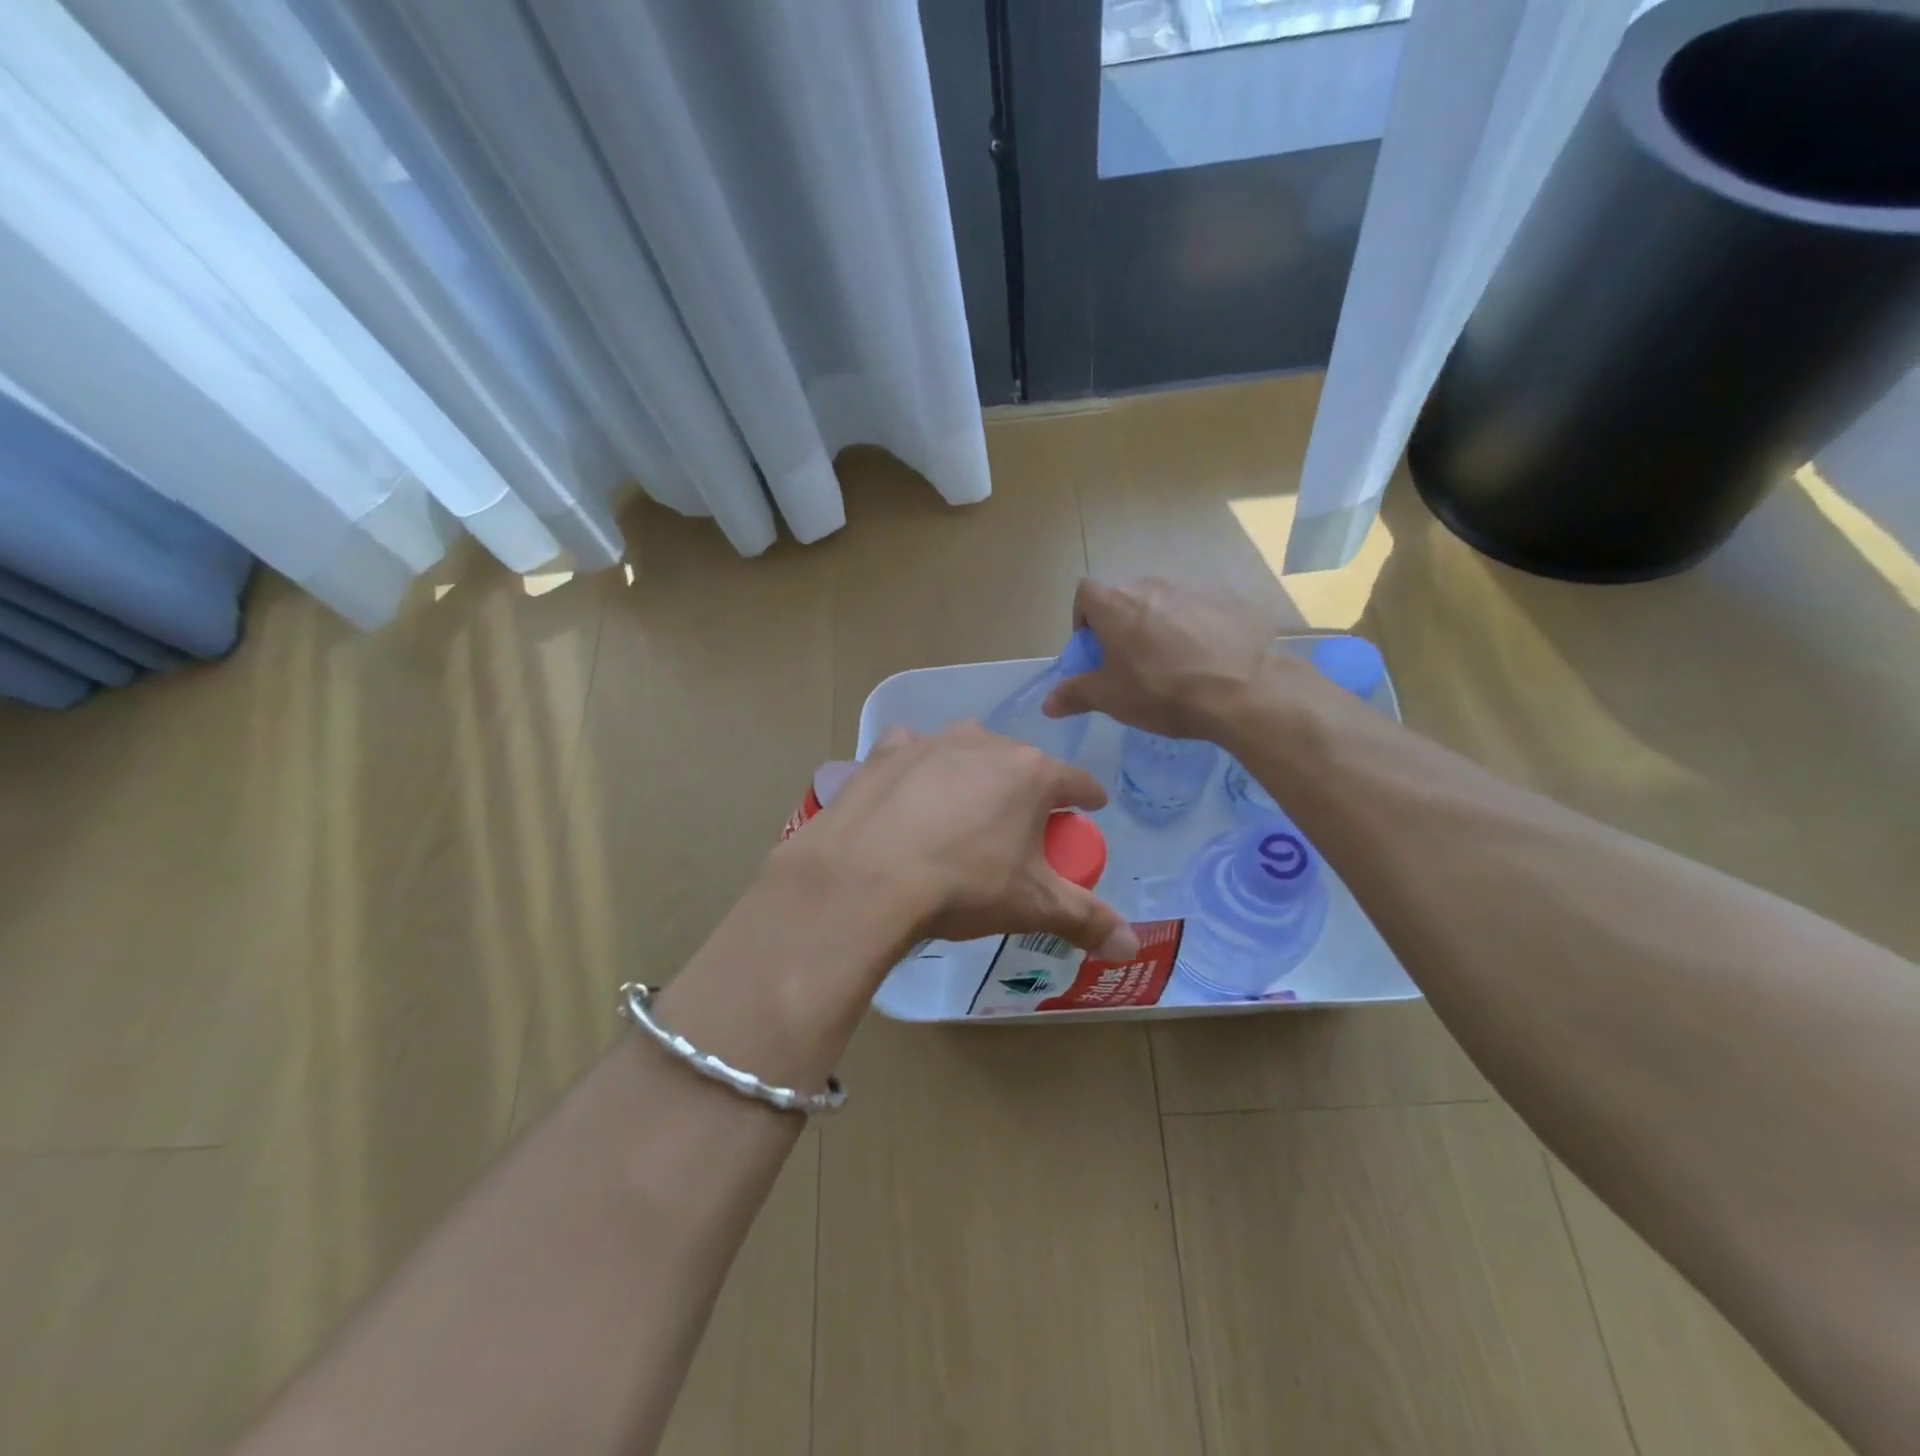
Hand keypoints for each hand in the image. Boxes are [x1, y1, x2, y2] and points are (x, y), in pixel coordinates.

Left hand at [780, 724, 1138, 962]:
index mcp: (1031, 774)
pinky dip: (919, 764)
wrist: (867, 877)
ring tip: (967, 805)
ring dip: (976, 770)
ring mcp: (932, 743)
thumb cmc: (962, 885)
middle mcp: (986, 744)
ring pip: (968, 749)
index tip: (1092, 806)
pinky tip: (912, 788)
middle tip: (1022, 824)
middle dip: (1028, 788)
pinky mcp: (887, 752)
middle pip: (1021, 763)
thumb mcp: (1031, 905)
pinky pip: (913, 749)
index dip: (1088, 796)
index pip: (1076, 781)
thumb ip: (1086, 920)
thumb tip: (1131, 945)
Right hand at [1042, 577, 1280, 740]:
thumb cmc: (1163, 691)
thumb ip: (1075, 694)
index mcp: (1116, 603)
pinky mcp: (1228, 602)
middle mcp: (1151, 586)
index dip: (1083, 619)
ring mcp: (1193, 590)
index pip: (1085, 593)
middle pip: (1124, 598)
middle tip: (1129, 663)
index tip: (1093, 650)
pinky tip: (1206, 663)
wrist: (1245, 690)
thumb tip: (1047, 704)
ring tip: (1171, 666)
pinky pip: (1199, 613)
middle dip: (1120, 626)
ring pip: (1163, 604)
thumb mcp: (1111, 698)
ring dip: (1158, 628)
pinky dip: (1194, 631)